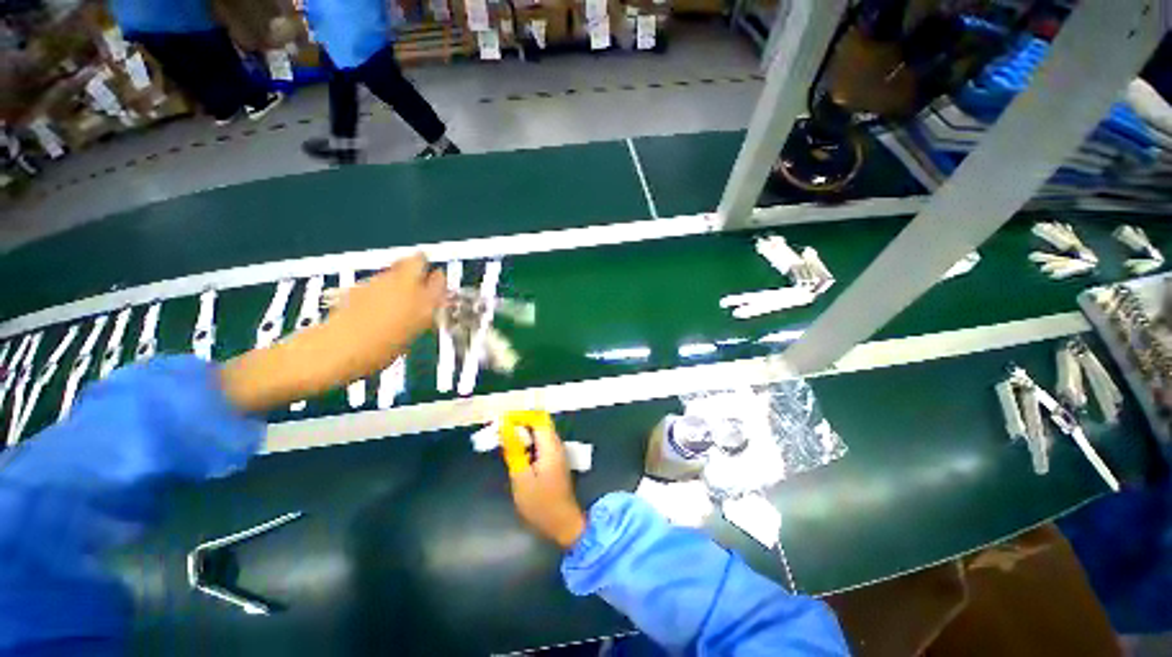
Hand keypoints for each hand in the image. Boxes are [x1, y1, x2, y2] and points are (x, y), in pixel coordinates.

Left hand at [221, 254, 445, 412]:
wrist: (335, 350)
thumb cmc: (378, 352)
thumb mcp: (410, 337)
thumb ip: (421, 318)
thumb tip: (428, 308)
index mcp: (422, 301)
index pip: (439, 280)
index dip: (440, 281)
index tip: (440, 284)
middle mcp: (403, 286)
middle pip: (416, 260)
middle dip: (421, 265)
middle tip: (422, 279)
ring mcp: (378, 282)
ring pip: (397, 268)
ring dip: (402, 276)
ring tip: (400, 295)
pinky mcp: (359, 286)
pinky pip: (379, 279)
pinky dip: (383, 285)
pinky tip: (378, 303)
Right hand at [503, 414, 586, 549]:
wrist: (562, 523)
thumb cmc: (541, 503)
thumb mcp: (521, 477)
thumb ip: (514, 449)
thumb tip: (505, 426)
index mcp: (550, 446)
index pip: (537, 418)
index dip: (519, 416)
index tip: (501, 422)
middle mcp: (556, 444)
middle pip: (538, 423)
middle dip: (518, 424)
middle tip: (499, 433)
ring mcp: (556, 452)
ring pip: (538, 433)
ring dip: (522, 434)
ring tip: (503, 442)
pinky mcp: (554, 461)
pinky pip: (540, 444)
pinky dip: (527, 444)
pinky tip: (515, 454)